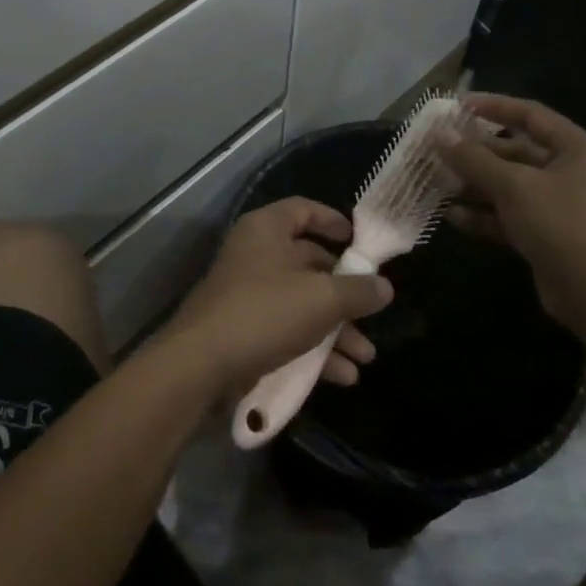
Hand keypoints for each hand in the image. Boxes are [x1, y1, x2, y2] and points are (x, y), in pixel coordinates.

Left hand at [164, 198, 392, 397]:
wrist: (201, 366)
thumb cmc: (265, 313)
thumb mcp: (322, 299)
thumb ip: (357, 291)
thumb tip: (384, 287)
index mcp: (267, 230)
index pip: (303, 210)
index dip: (332, 221)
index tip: (358, 241)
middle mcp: (256, 255)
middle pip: (309, 263)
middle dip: (344, 293)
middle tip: (371, 312)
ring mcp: (247, 295)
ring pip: (302, 303)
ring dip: (335, 329)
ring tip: (364, 357)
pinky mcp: (244, 331)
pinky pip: (287, 332)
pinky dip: (314, 350)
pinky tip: (343, 376)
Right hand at [436, 94, 585, 328]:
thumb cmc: (561, 224)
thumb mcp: (514, 186)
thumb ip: (474, 159)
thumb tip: (440, 135)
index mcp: (578, 149)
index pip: (531, 115)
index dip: (493, 107)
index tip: (457, 105)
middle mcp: (573, 173)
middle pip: (518, 152)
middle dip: (477, 152)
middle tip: (440, 148)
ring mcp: (561, 207)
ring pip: (511, 186)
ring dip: (476, 184)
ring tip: (438, 180)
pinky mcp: (548, 236)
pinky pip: (511, 216)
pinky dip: (484, 215)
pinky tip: (451, 215)